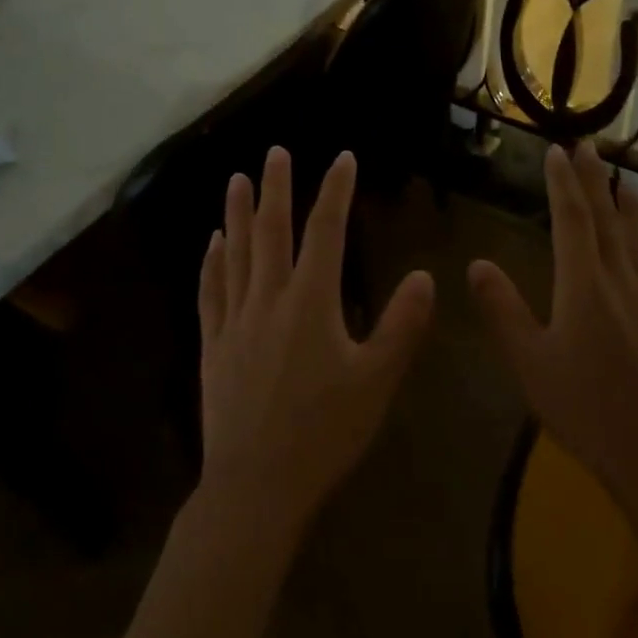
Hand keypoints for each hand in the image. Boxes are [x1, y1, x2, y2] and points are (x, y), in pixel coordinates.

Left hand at [197, 146, 435, 537]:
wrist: (256, 486)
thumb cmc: (324, 433)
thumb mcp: (377, 381)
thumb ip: (402, 326)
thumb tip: (426, 276)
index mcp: (311, 303)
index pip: (326, 232)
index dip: (335, 191)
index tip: (343, 159)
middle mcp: (269, 299)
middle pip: (272, 232)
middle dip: (276, 188)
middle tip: (276, 152)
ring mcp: (235, 321)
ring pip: (235, 253)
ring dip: (237, 213)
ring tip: (237, 179)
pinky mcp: (212, 345)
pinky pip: (211, 291)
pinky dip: (212, 262)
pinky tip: (212, 242)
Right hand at [468, 143, 637, 506]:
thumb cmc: (584, 407)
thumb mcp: (529, 361)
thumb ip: (502, 310)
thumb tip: (476, 263)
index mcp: (582, 285)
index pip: (572, 220)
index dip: (563, 183)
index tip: (555, 151)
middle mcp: (619, 282)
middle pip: (607, 220)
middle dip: (595, 180)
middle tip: (588, 145)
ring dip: (631, 207)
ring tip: (626, 180)